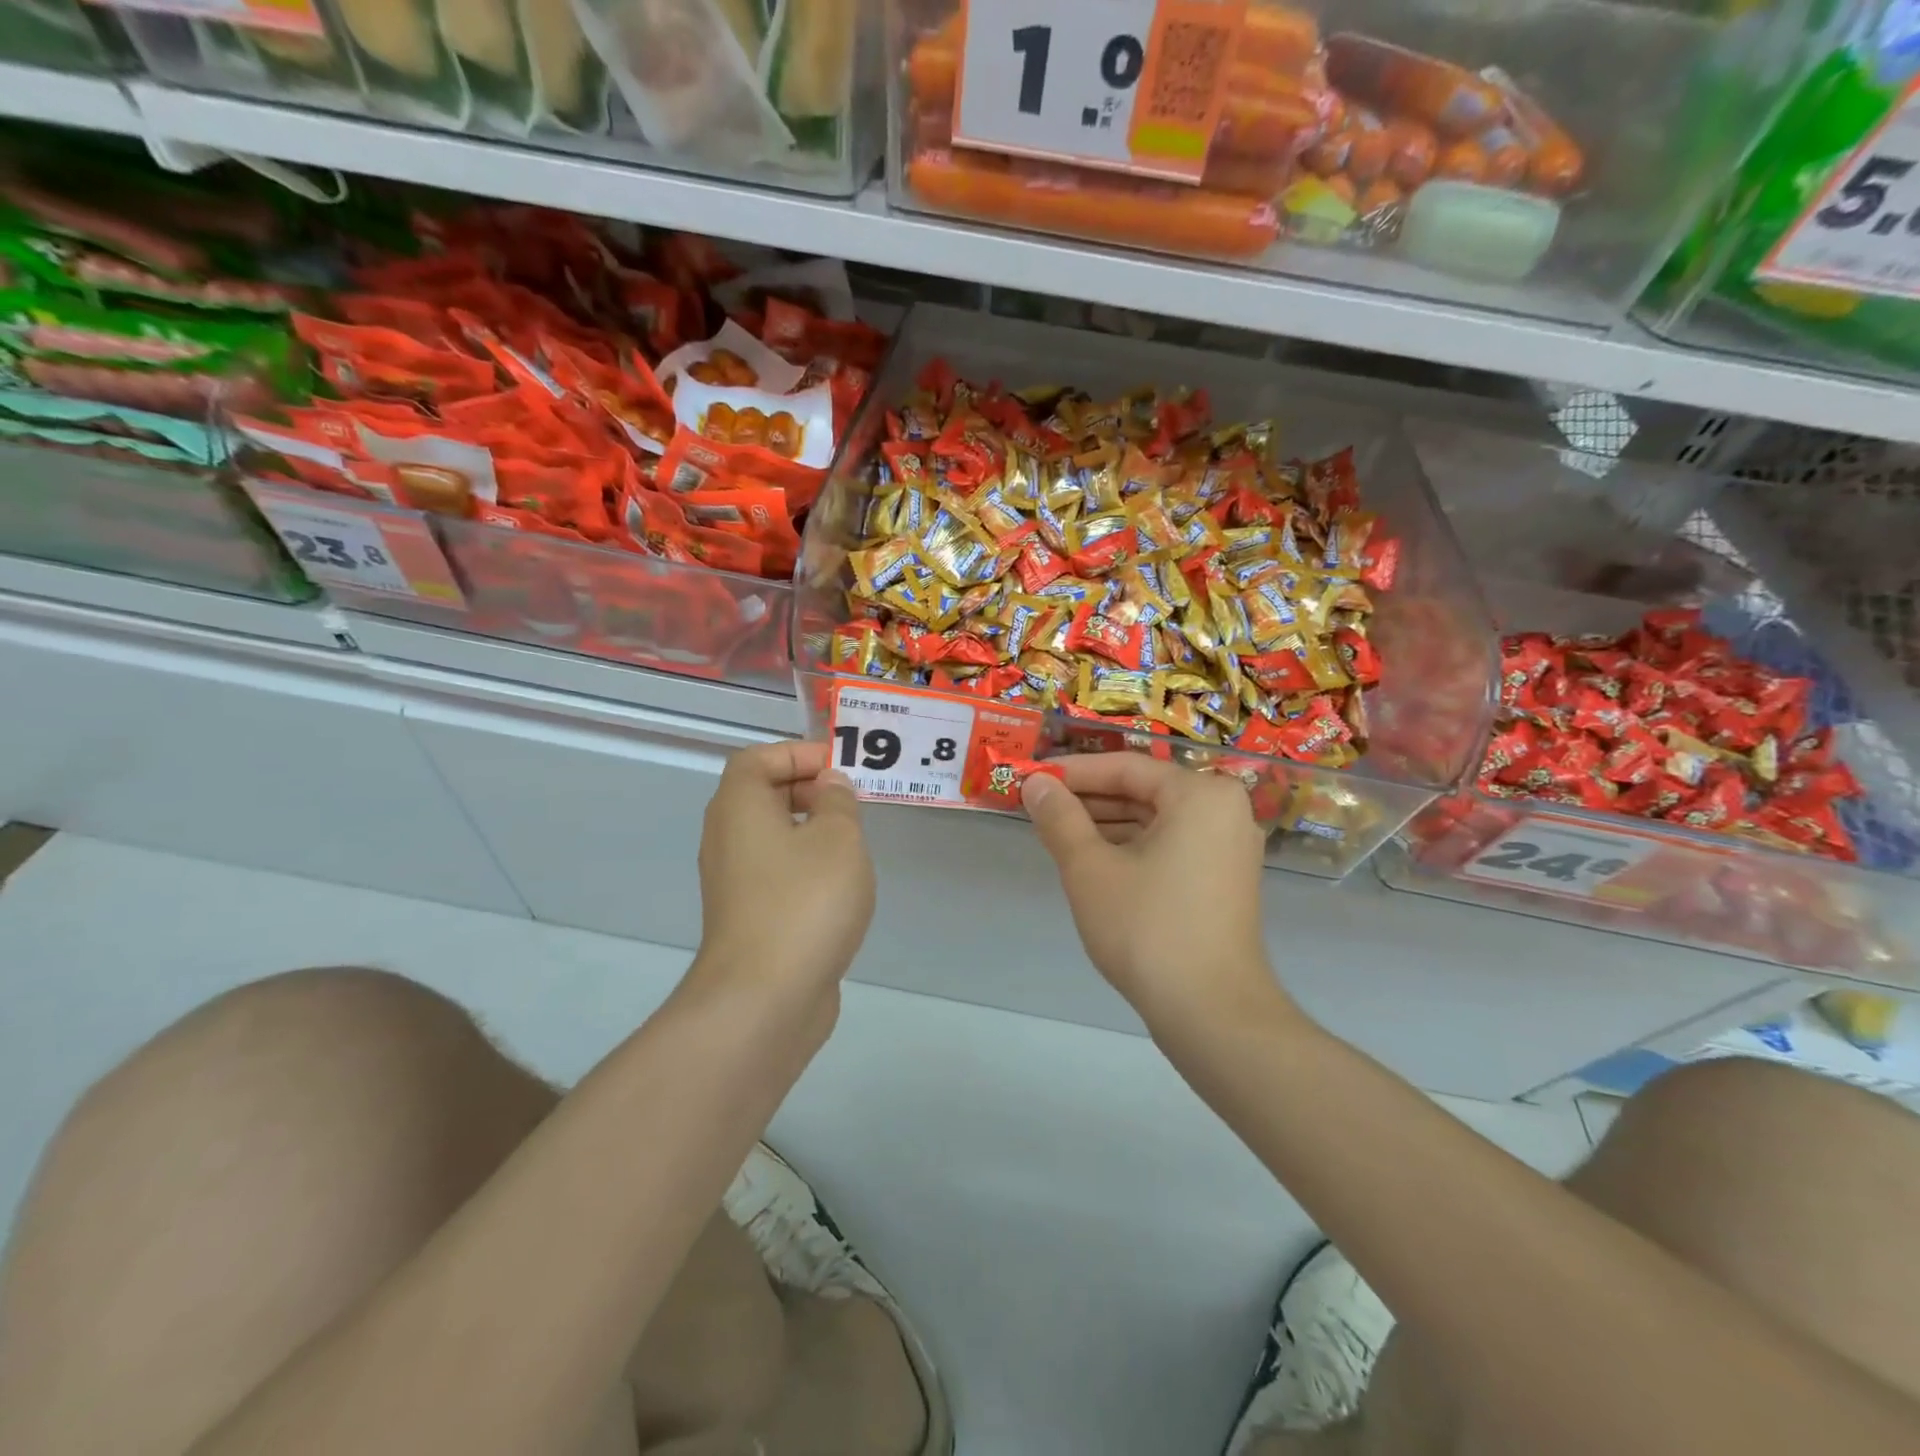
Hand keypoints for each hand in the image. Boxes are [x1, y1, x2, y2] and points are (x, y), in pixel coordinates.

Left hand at [693, 741, 874, 1020]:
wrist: (765, 997)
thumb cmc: (805, 901)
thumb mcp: (838, 838)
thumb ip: (837, 801)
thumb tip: (829, 785)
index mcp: (740, 808)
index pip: (757, 758)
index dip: (797, 753)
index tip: (839, 769)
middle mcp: (727, 839)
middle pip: (762, 795)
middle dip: (808, 790)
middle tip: (851, 803)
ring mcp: (735, 882)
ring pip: (772, 837)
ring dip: (811, 831)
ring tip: (853, 844)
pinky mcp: (749, 917)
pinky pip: (777, 873)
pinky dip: (805, 867)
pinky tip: (840, 888)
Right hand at [1022, 755, 1288, 1030]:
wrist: (1212, 1012)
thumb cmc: (1147, 928)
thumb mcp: (1090, 868)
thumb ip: (1060, 818)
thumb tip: (1035, 783)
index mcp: (1200, 794)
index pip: (1126, 767)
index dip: (1073, 772)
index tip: (1032, 777)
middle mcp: (1224, 810)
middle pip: (1143, 792)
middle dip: (1089, 800)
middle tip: (1039, 806)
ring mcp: (1229, 848)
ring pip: (1156, 821)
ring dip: (1106, 825)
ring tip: (1056, 833)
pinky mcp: (1224, 879)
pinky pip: (1171, 845)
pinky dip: (1132, 848)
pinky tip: (1093, 860)